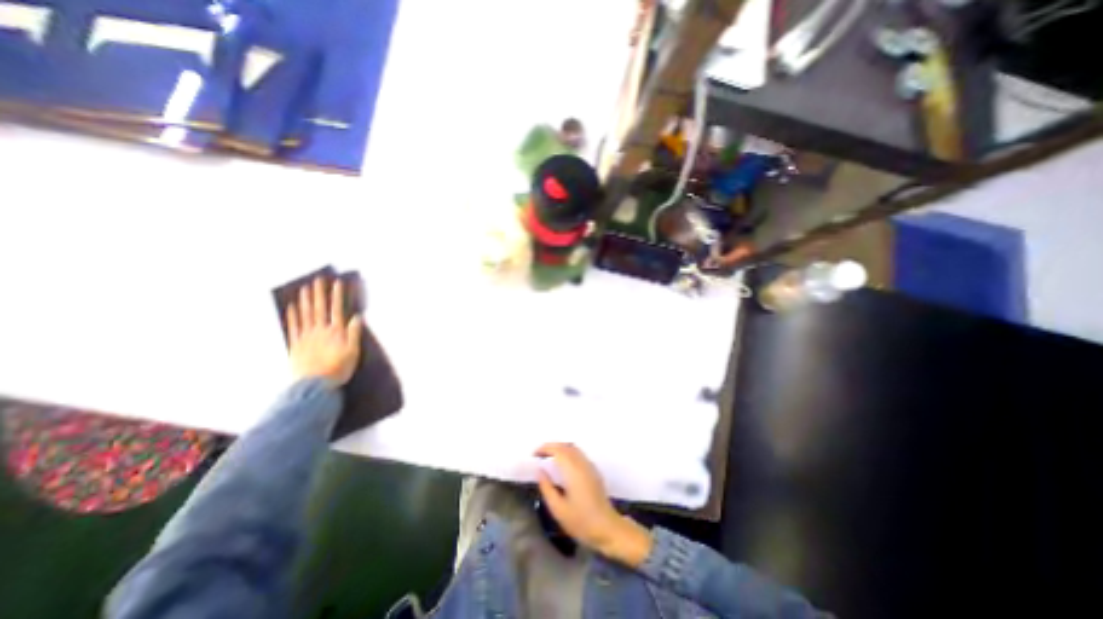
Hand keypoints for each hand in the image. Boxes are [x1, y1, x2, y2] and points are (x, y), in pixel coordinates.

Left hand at [286, 278, 363, 383]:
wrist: (314, 386)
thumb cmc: (338, 369)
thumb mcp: (353, 352)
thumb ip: (354, 334)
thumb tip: (357, 317)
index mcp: (335, 332)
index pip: (337, 310)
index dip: (337, 296)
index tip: (337, 283)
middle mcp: (320, 331)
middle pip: (319, 309)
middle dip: (319, 293)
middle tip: (318, 280)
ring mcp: (306, 337)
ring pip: (305, 315)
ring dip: (306, 301)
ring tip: (305, 289)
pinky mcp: (296, 345)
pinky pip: (293, 327)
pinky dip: (293, 316)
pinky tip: (292, 307)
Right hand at [537, 443, 648, 566]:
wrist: (607, 528)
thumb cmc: (581, 521)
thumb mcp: (558, 509)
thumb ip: (547, 488)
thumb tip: (539, 470)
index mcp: (573, 471)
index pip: (558, 450)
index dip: (545, 448)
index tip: (534, 454)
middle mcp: (582, 464)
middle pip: (566, 446)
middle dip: (551, 446)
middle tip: (539, 454)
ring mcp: (590, 466)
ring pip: (573, 448)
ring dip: (560, 448)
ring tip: (548, 457)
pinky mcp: (594, 471)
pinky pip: (579, 454)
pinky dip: (568, 452)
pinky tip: (562, 464)